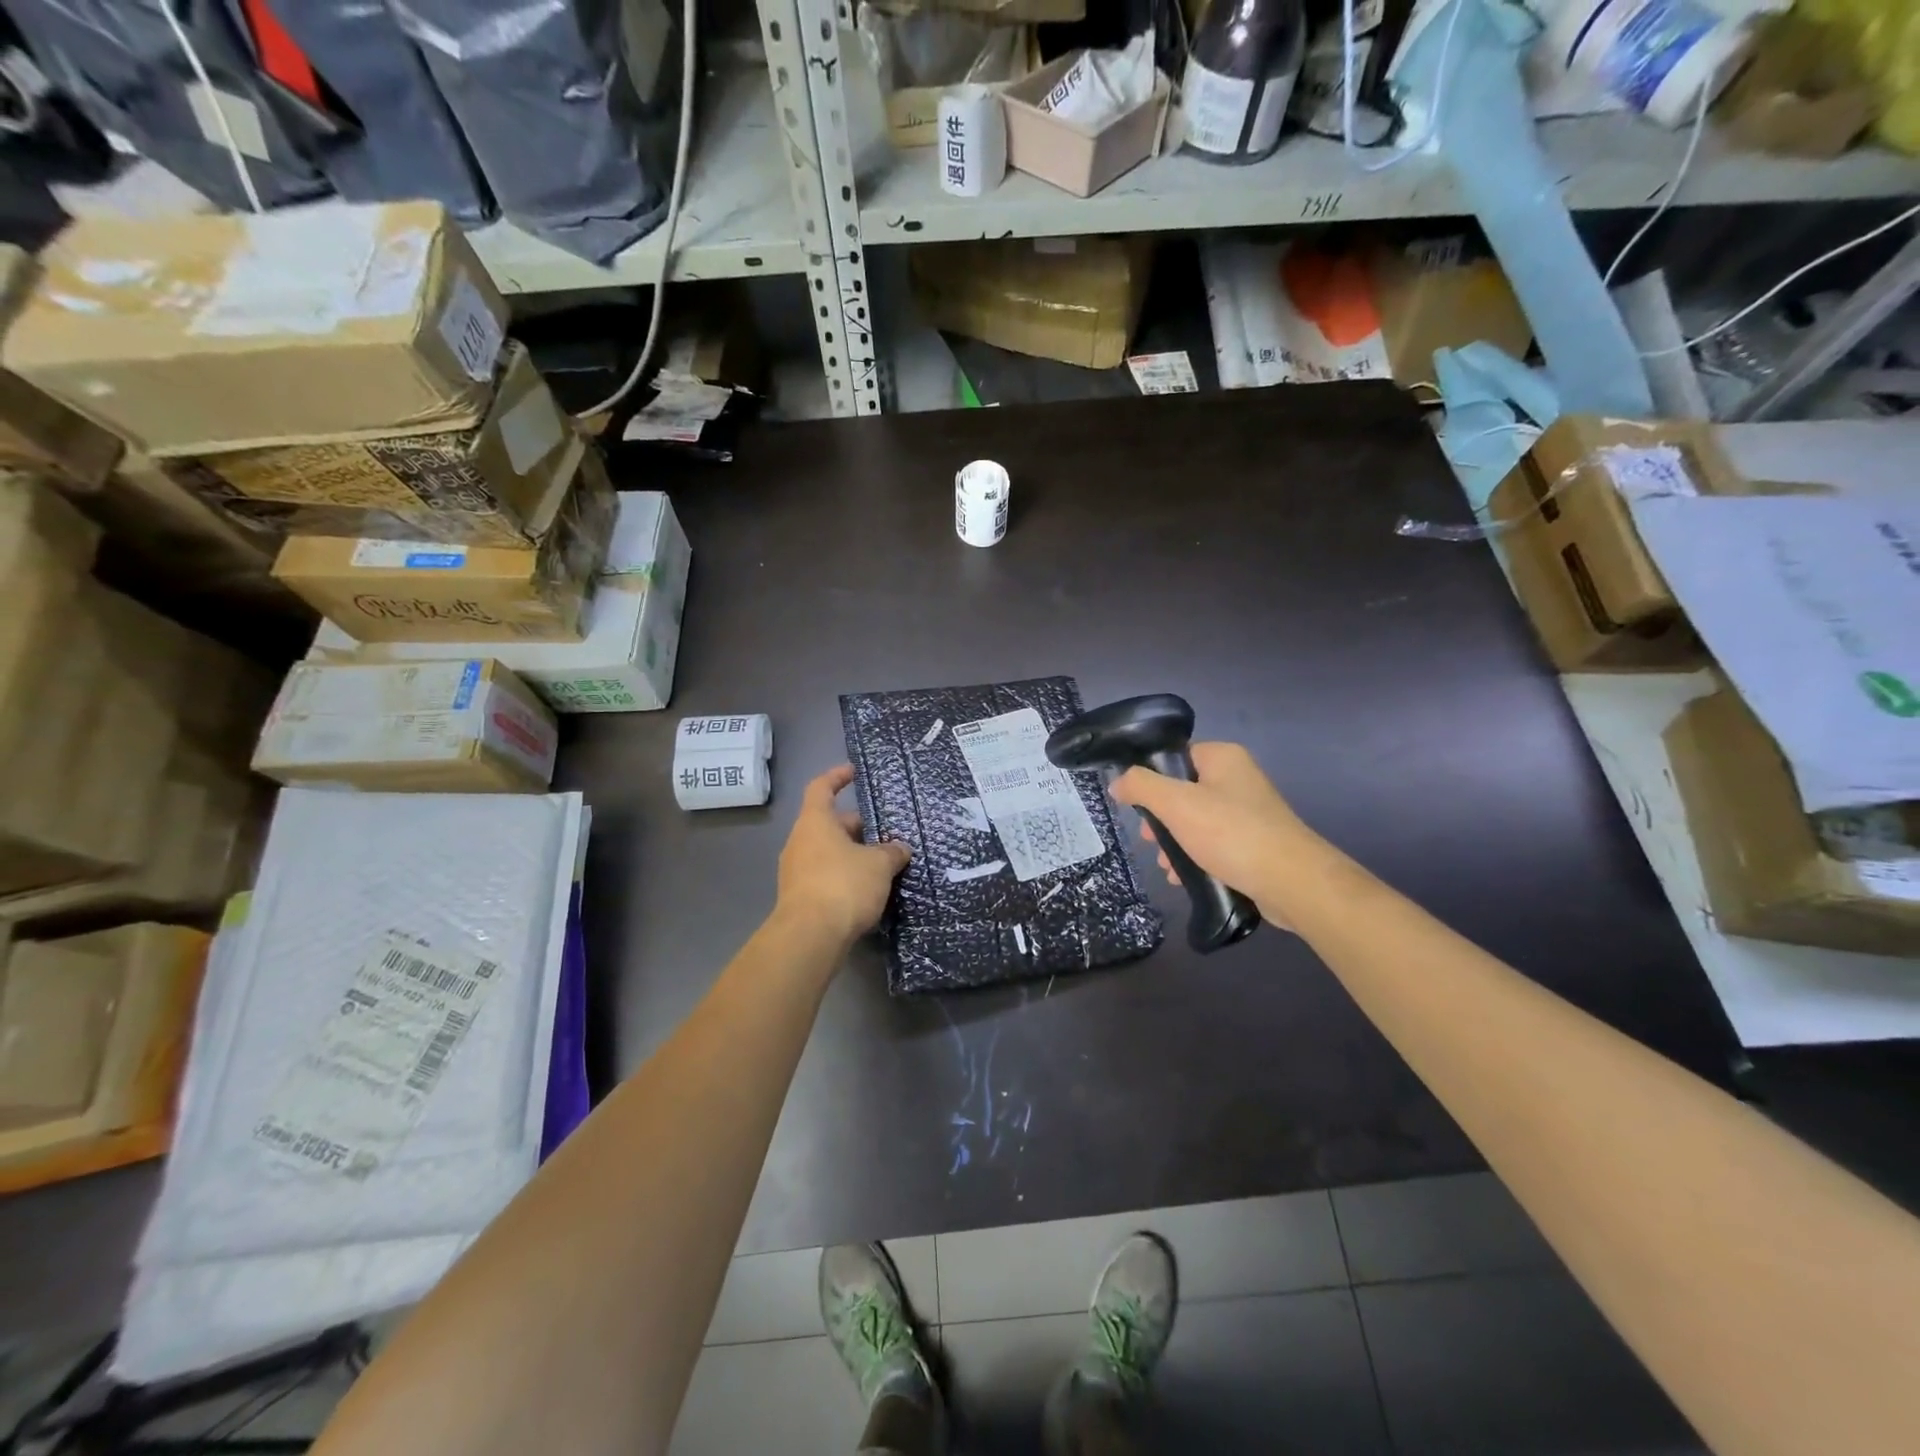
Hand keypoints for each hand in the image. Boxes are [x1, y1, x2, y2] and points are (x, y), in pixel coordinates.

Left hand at [775, 765, 911, 946]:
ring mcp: (796, 871)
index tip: (854, 771)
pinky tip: (868, 890)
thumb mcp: (879, 865)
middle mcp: (800, 842)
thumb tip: (900, 848)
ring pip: (829, 851)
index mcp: (815, 822)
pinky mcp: (800, 897)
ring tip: (883, 863)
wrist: (810, 937)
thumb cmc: (843, 885)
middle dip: (858, 826)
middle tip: (887, 832)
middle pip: (829, 823)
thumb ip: (892, 852)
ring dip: (853, 854)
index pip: (821, 787)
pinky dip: (845, 876)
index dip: (837, 776)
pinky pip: (826, 875)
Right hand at [1108, 743, 1316, 921]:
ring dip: (1175, 842)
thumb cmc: (1231, 834)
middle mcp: (1237, 778)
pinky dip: (1196, 856)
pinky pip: (1214, 842)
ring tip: (1166, 866)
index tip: (1136, 806)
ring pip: (1196, 820)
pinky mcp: (1254, 842)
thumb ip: (1141, 786)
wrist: (1292, 882)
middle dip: (1161, 819)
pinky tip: (1184, 877)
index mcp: (1222, 757)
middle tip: (1150, 841)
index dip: (1150, 778)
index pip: (1175, 756)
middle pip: (1183, 790)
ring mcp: (1249, 811)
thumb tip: (1118, 782)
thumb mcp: (1176, 804)